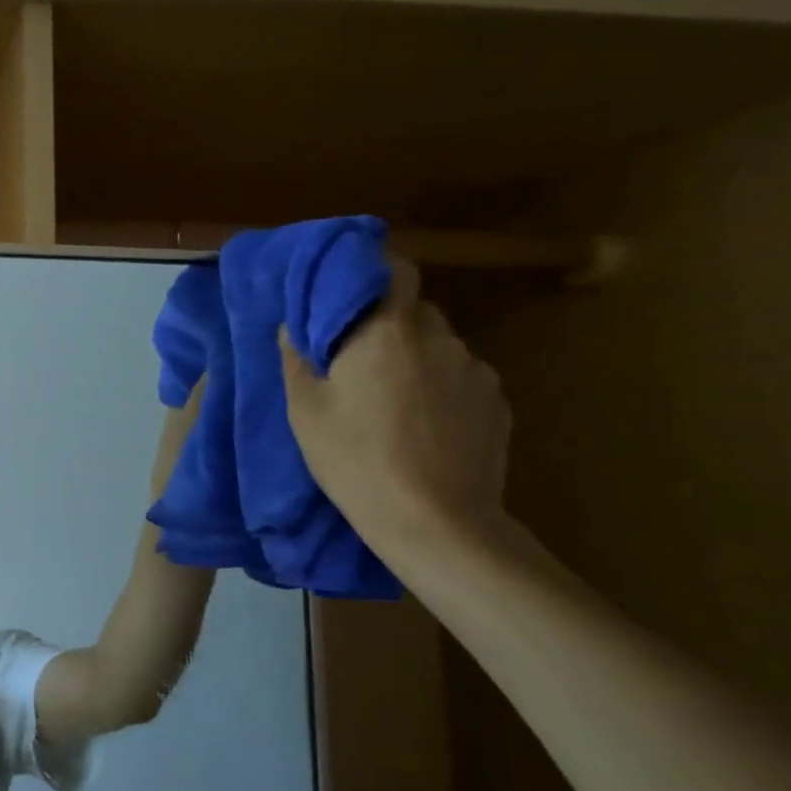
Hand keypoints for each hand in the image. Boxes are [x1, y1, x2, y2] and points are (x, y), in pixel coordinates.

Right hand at [280, 257, 510, 553]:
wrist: (435, 522)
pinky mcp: (498, 403)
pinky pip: (460, 379)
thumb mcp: (305, 411)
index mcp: (387, 331)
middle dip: (386, 325)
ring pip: (438, 347)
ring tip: (391, 402)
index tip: (347, 294)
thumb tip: (293, 326)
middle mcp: (439, 337)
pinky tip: (423, 426)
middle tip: (357, 361)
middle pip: (413, 310)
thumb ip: (297, 359)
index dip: (372, 272)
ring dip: (414, 359)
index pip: (394, 269)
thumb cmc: (355, 459)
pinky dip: (440, 389)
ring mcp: (475, 369)